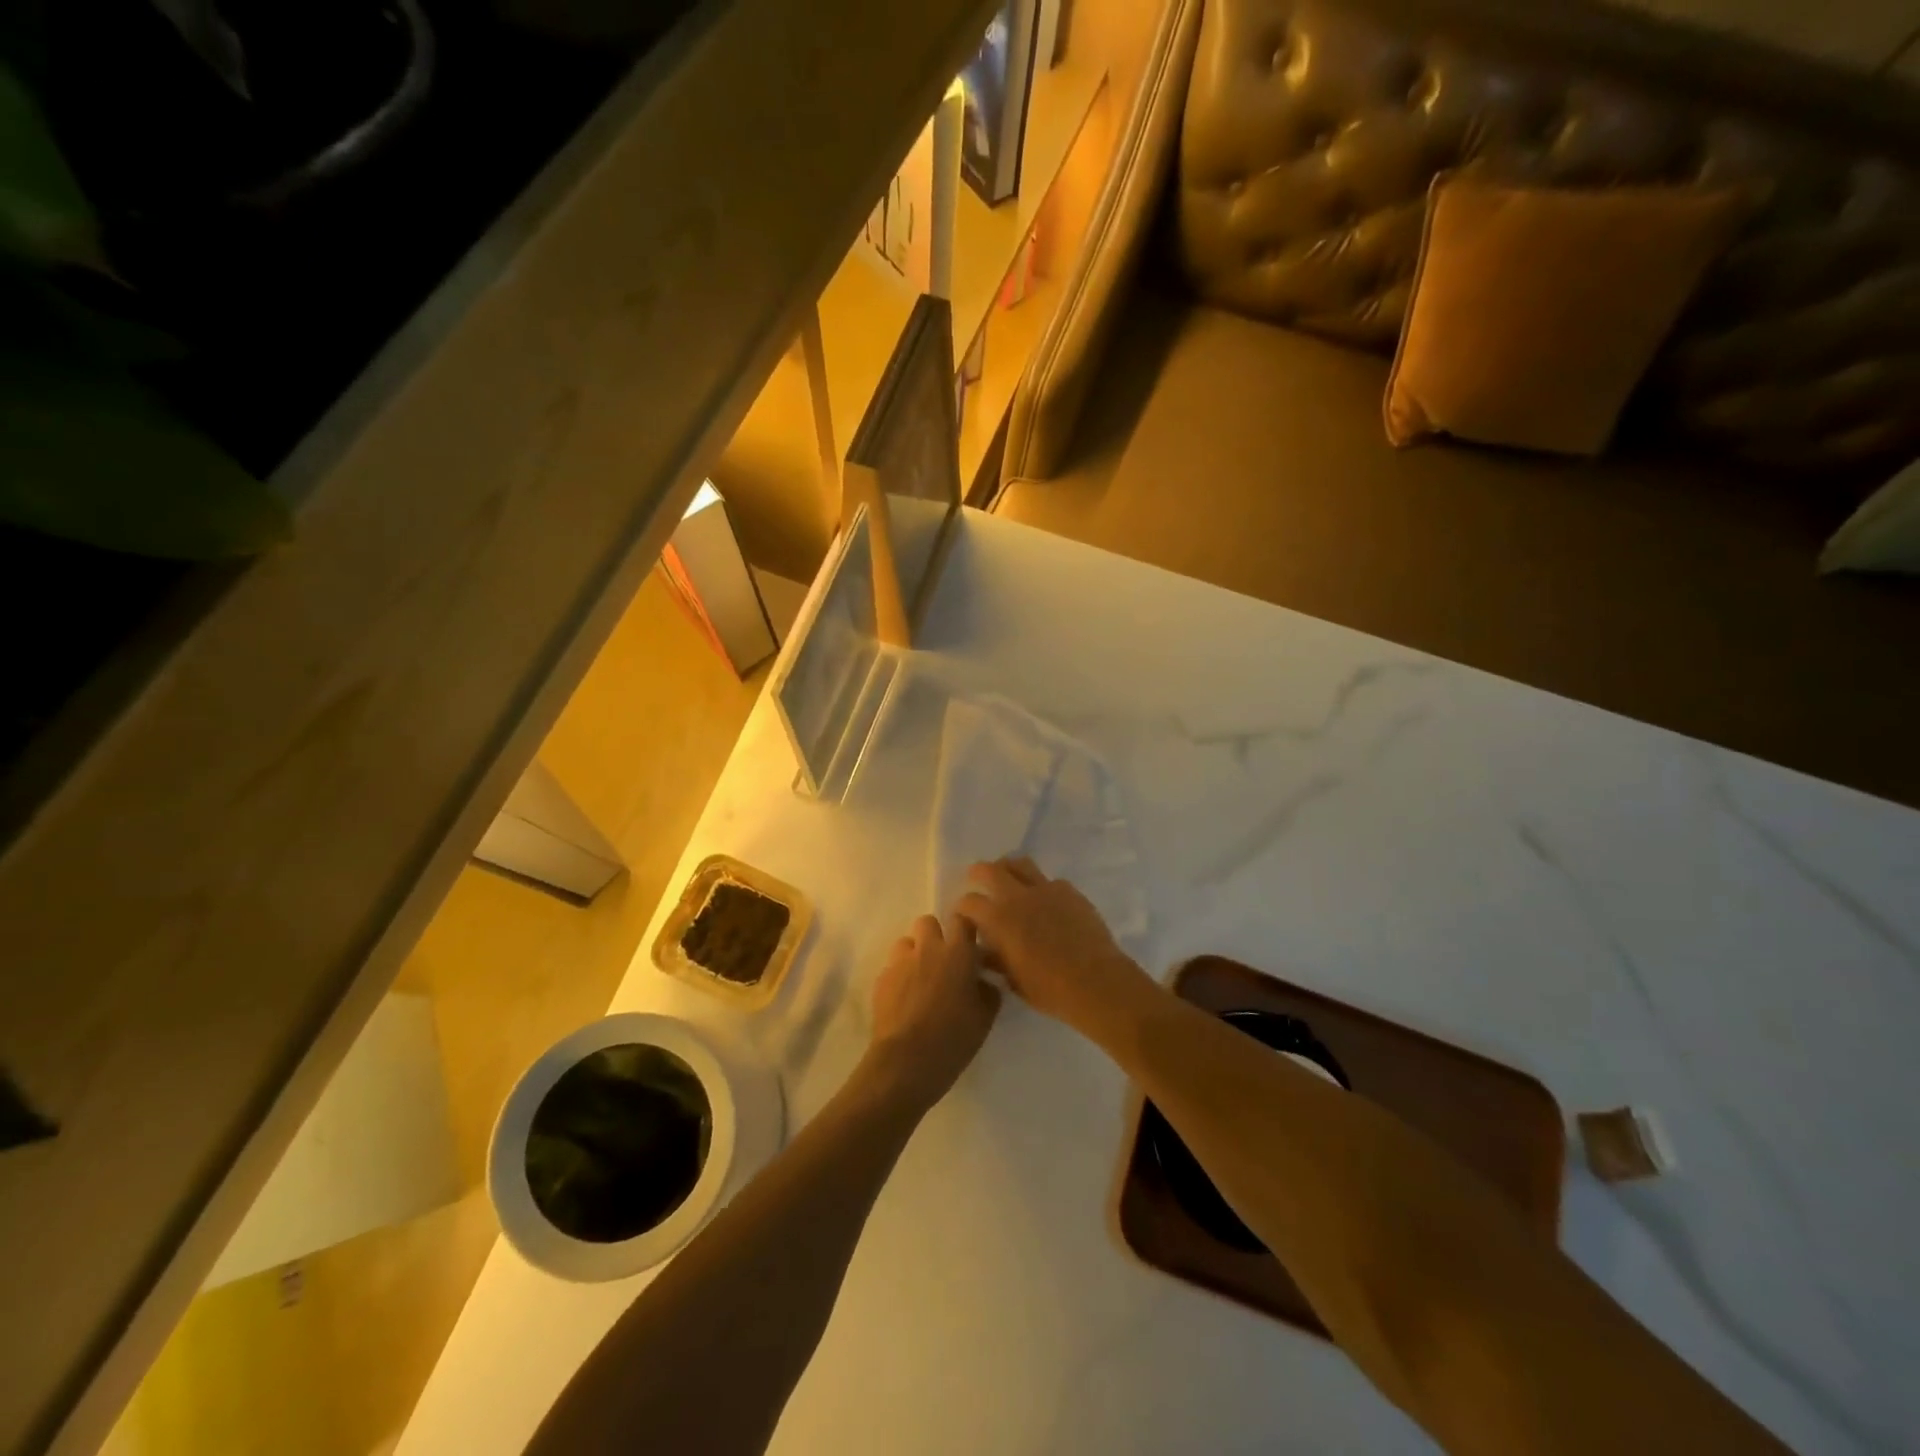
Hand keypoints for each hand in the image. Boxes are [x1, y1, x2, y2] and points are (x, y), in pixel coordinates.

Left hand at [866, 914, 1001, 1111]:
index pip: (962, 920)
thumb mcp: (985, 1017)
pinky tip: (904, 999)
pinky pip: (892, 967)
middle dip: (935, 935)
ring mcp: (900, 962)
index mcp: (957, 953)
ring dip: (914, 954)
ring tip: (920, 978)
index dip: (965, 929)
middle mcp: (927, 948)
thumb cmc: (954, 1037)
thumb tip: (981, 981)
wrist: (907, 1060)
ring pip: (906, 942)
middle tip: (943, 961)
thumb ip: (987, 991)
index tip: (969, 944)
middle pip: (928, 922)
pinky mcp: (881, 979)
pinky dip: (899, 976)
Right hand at [953, 858, 1155, 1036]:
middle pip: (989, 870)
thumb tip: (983, 951)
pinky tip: (1045, 902)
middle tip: (977, 879)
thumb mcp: (1013, 980)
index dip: (963, 908)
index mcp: (998, 919)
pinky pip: (1050, 881)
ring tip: (1009, 879)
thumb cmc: (1049, 989)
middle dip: (978, 873)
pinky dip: (1041, 887)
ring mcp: (1046, 889)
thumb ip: (994, 960)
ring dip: (1009, 868)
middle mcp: (1018, 896)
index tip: (964, 915)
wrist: (1096, 982)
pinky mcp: (1070, 891)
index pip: (969, 902)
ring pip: (1021, 864)